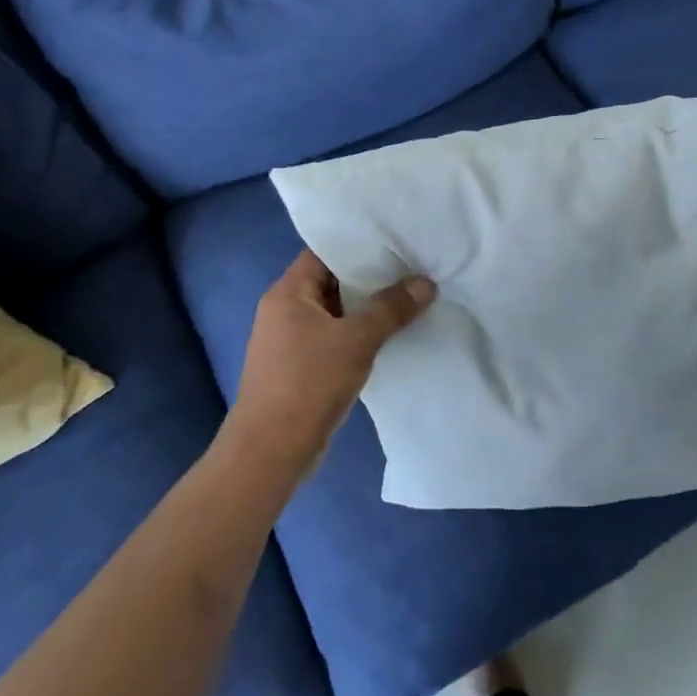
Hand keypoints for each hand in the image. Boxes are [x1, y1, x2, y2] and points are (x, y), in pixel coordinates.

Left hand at [225, 250, 435, 485]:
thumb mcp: (356, 340)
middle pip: (332, 281)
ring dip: (367, 309)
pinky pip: (335, 339)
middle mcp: (285, 310)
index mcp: (288, 293)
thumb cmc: (308, 384)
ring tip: (410, 298)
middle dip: (371, 278)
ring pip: (336, 312)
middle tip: (412, 269)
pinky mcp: (301, 367)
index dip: (359, 246)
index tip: (396, 243)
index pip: (324, 253)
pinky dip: (360, 335)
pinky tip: (392, 336)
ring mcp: (291, 341)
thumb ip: (391, 309)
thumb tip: (425, 283)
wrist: (271, 452)